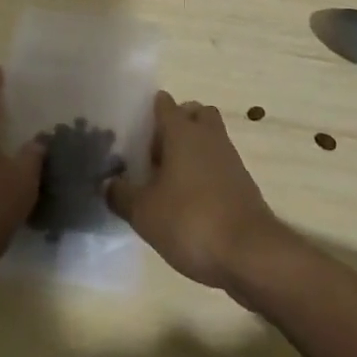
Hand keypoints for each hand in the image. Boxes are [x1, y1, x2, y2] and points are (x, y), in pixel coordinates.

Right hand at [106, 91, 289, 290]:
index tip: (134, 129)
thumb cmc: (190, 221)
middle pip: (193, 113)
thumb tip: (107, 183)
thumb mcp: (144, 212)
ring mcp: (229, 157)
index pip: (164, 104)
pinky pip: (220, 162)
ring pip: (209, 137)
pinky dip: (206, 171)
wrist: (249, 252)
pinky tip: (191, 199)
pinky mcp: (243, 182)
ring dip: (193, 148)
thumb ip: (121, 195)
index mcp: (182, 131)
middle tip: (156, 152)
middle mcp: (208, 135)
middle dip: (177, 124)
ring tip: (171, 179)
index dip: (149, 111)